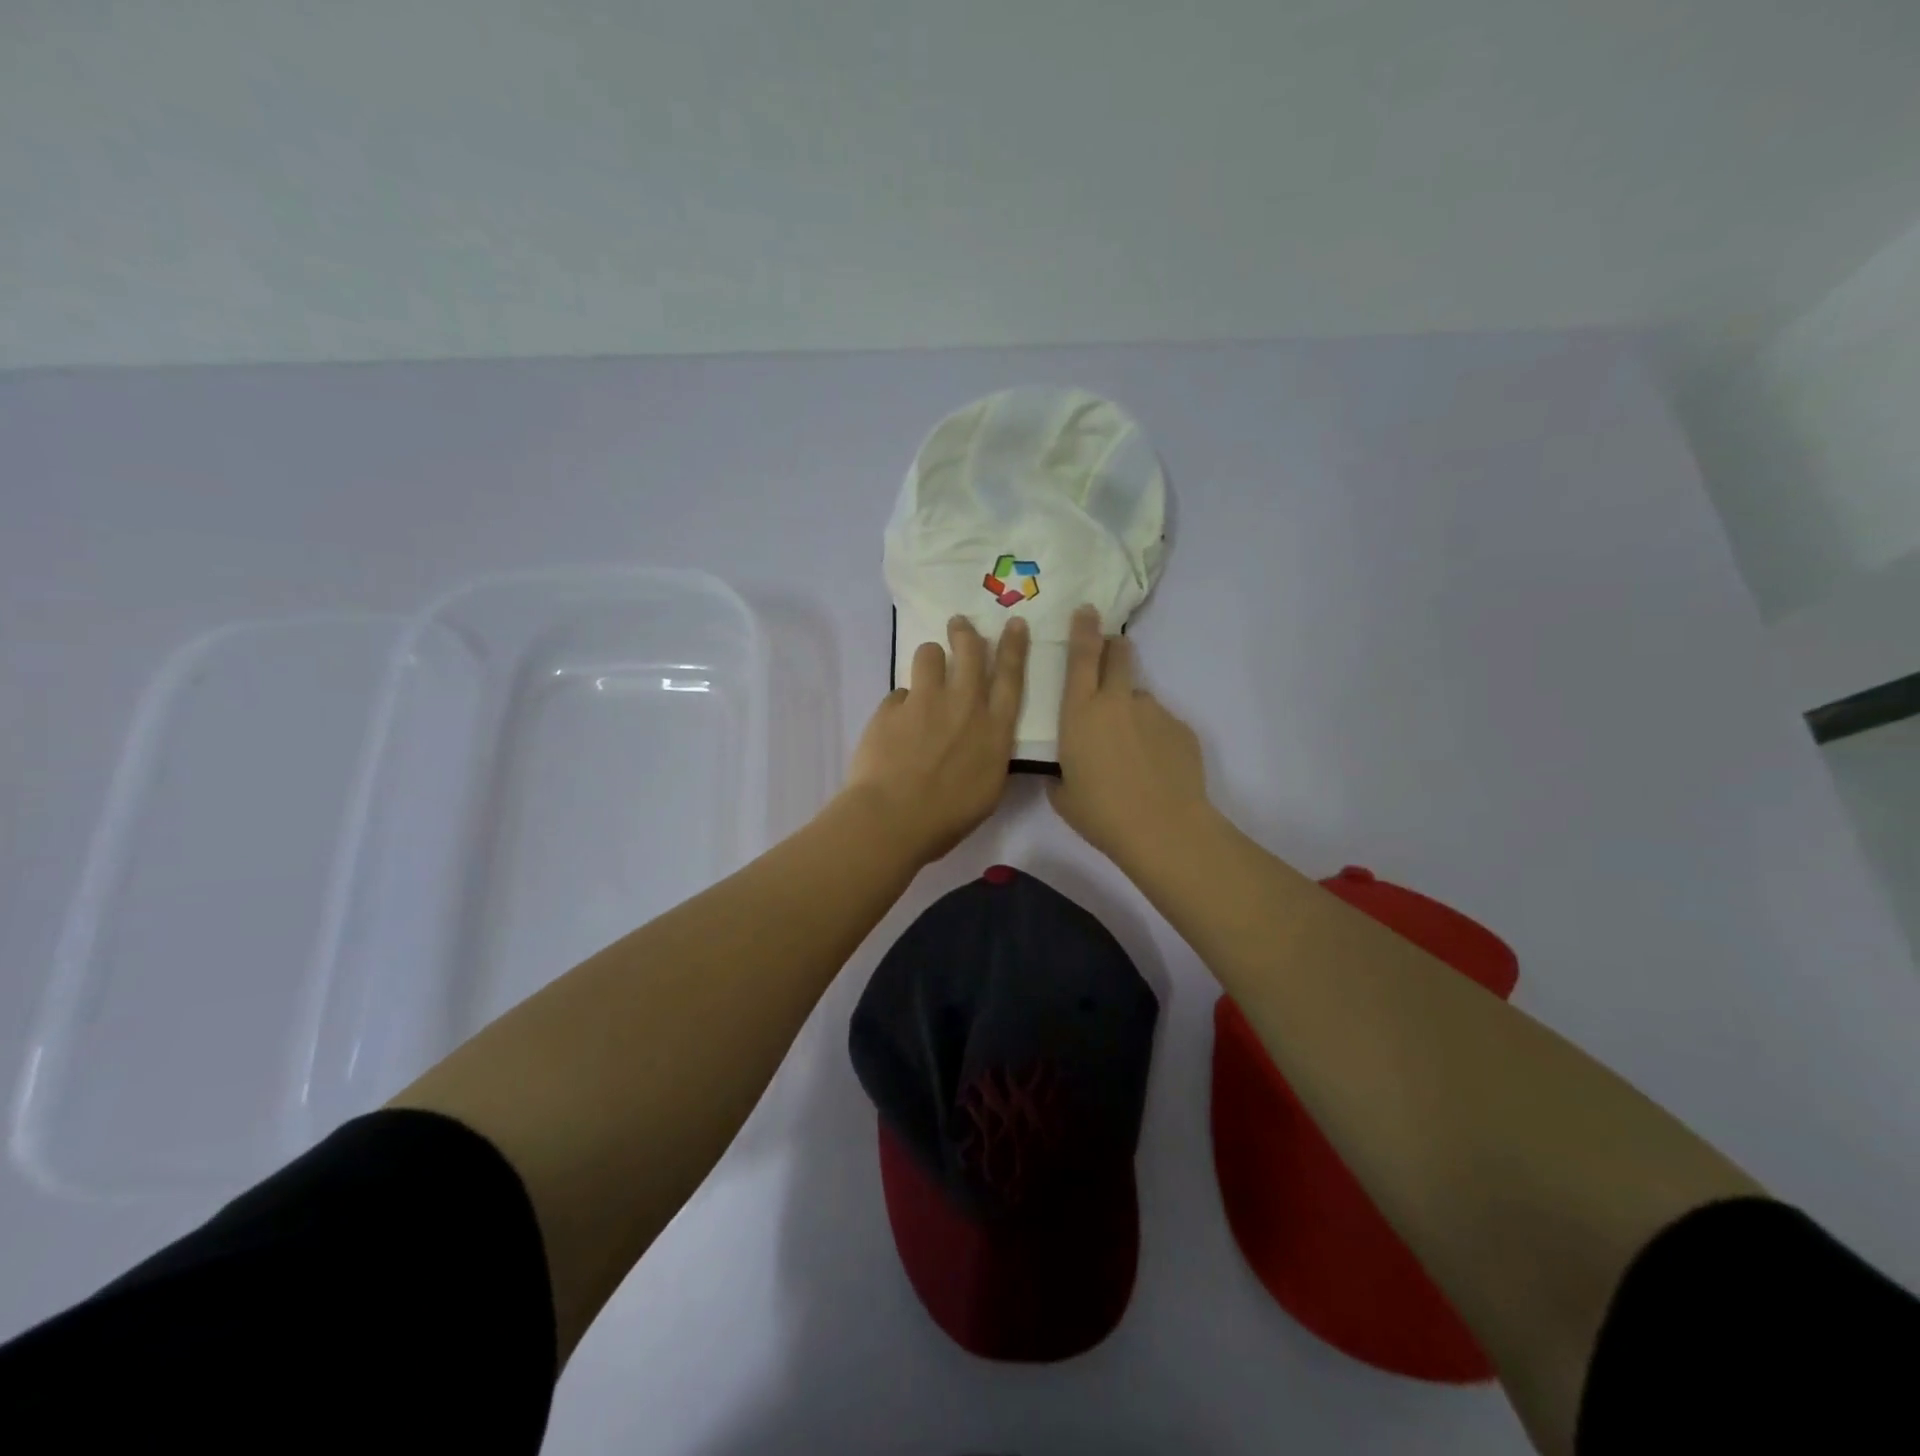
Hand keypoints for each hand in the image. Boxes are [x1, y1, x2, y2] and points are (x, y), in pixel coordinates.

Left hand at [844, 615, 1028, 863]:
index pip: (1011, 676)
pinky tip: (894, 726)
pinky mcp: (891, 708)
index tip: (1014, 623)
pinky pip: (898, 693)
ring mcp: (925, 702)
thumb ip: (989, 754)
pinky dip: (900, 705)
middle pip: (970, 652)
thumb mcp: (988, 790)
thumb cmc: (948, 818)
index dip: (1014, 647)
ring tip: (925, 670)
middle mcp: (964, 706)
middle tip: (959, 625)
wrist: (893, 819)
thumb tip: (983, 739)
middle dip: (966, 633)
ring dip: (930, 658)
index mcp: (994, 729)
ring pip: (929, 655)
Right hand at [1050, 606, 1211, 870]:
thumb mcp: (1063, 794)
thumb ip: (1061, 773)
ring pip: (1140, 699)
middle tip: (1113, 651)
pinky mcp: (1181, 729)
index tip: (1087, 610)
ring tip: (1133, 751)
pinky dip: (1154, 738)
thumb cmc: (1101, 813)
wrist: (1162, 828)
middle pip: (1119, 657)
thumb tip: (1067, 770)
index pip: (1081, 656)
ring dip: (1133, 712)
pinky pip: (1161, 725)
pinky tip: (1154, 768)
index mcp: (1080, 712)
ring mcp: (1154, 712)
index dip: (1084, 629)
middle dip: (1115, 648)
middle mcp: (1117, 702)